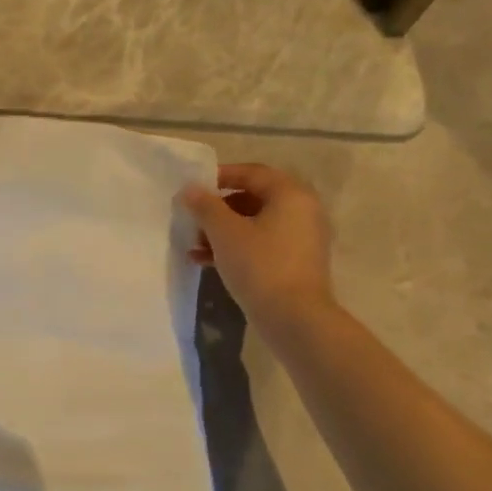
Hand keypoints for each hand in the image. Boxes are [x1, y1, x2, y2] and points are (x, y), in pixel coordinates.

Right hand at [181, 163, 335, 317]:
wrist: (294, 318)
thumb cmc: (260, 265)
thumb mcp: (225, 231)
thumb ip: (205, 206)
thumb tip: (190, 189)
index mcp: (290, 194)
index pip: (252, 173)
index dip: (220, 176)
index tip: (194, 188)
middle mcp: (301, 211)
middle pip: (252, 198)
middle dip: (218, 209)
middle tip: (192, 219)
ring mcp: (300, 239)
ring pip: (254, 224)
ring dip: (222, 231)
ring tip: (194, 245)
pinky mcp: (294, 263)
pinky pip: (261, 245)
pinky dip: (235, 248)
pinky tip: (205, 261)